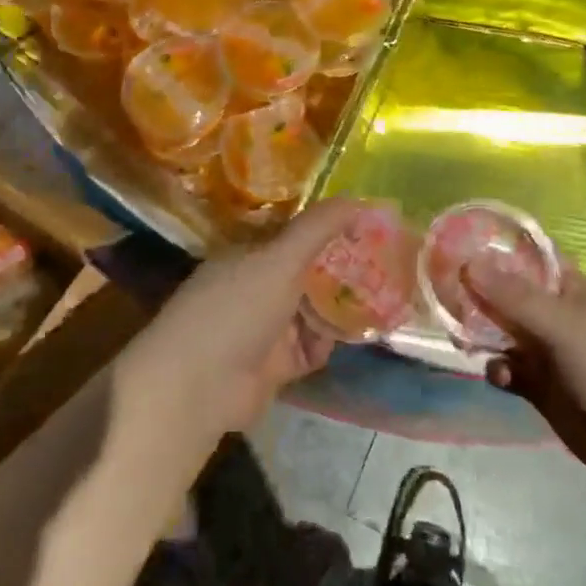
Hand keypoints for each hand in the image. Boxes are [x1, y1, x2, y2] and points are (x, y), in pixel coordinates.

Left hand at [147, 198, 363, 430]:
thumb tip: (356, 198)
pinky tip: (353, 335)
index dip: (328, 229)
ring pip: (312, 310)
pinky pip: (310, 347)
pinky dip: (327, 342)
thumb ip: (317, 228)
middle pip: (307, 272)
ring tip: (384, 297)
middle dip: (341, 269)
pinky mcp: (275, 365)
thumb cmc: (237, 309)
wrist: (199, 386)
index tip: (366, 225)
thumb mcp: (280, 259)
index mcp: (249, 255)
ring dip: (340, 307)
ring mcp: (265, 327)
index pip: (293, 235)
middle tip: (386, 262)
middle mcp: (256, 286)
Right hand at [473, 262, 585, 489]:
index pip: (523, 256)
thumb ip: (514, 297)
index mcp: (565, 288)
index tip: (451, 242)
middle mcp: (552, 313)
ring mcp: (546, 351)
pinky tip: (497, 375)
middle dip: (473, 291)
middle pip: (503, 294)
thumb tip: (467, 260)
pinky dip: (497, 369)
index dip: (490, 247)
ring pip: (500, 332)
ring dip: (479, 332)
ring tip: (457, 334)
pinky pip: (507, 369)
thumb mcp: (563, 326)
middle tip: (435, 289)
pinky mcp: (540, 387)